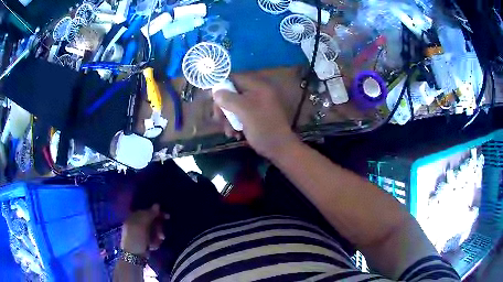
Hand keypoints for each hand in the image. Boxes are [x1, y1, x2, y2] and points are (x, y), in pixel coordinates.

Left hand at [120, 204, 168, 255]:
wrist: (133, 256)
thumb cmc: (136, 238)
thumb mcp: (142, 225)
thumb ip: (149, 214)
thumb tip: (157, 204)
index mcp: (133, 217)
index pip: (147, 211)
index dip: (157, 213)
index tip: (167, 217)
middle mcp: (137, 224)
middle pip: (152, 222)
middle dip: (158, 228)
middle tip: (162, 235)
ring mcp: (140, 233)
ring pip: (154, 231)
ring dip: (157, 236)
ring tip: (157, 243)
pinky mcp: (144, 242)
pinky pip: (153, 238)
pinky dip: (155, 242)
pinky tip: (153, 246)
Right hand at [213, 74, 298, 158]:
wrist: (280, 148)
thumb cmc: (262, 127)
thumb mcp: (243, 110)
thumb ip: (228, 98)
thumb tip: (215, 92)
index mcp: (258, 86)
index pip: (235, 78)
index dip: (221, 85)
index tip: (211, 98)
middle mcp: (258, 93)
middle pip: (233, 93)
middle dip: (223, 107)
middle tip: (218, 119)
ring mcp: (258, 105)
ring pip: (235, 106)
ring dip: (228, 119)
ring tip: (229, 132)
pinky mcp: (257, 117)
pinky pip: (241, 115)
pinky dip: (236, 124)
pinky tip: (235, 134)